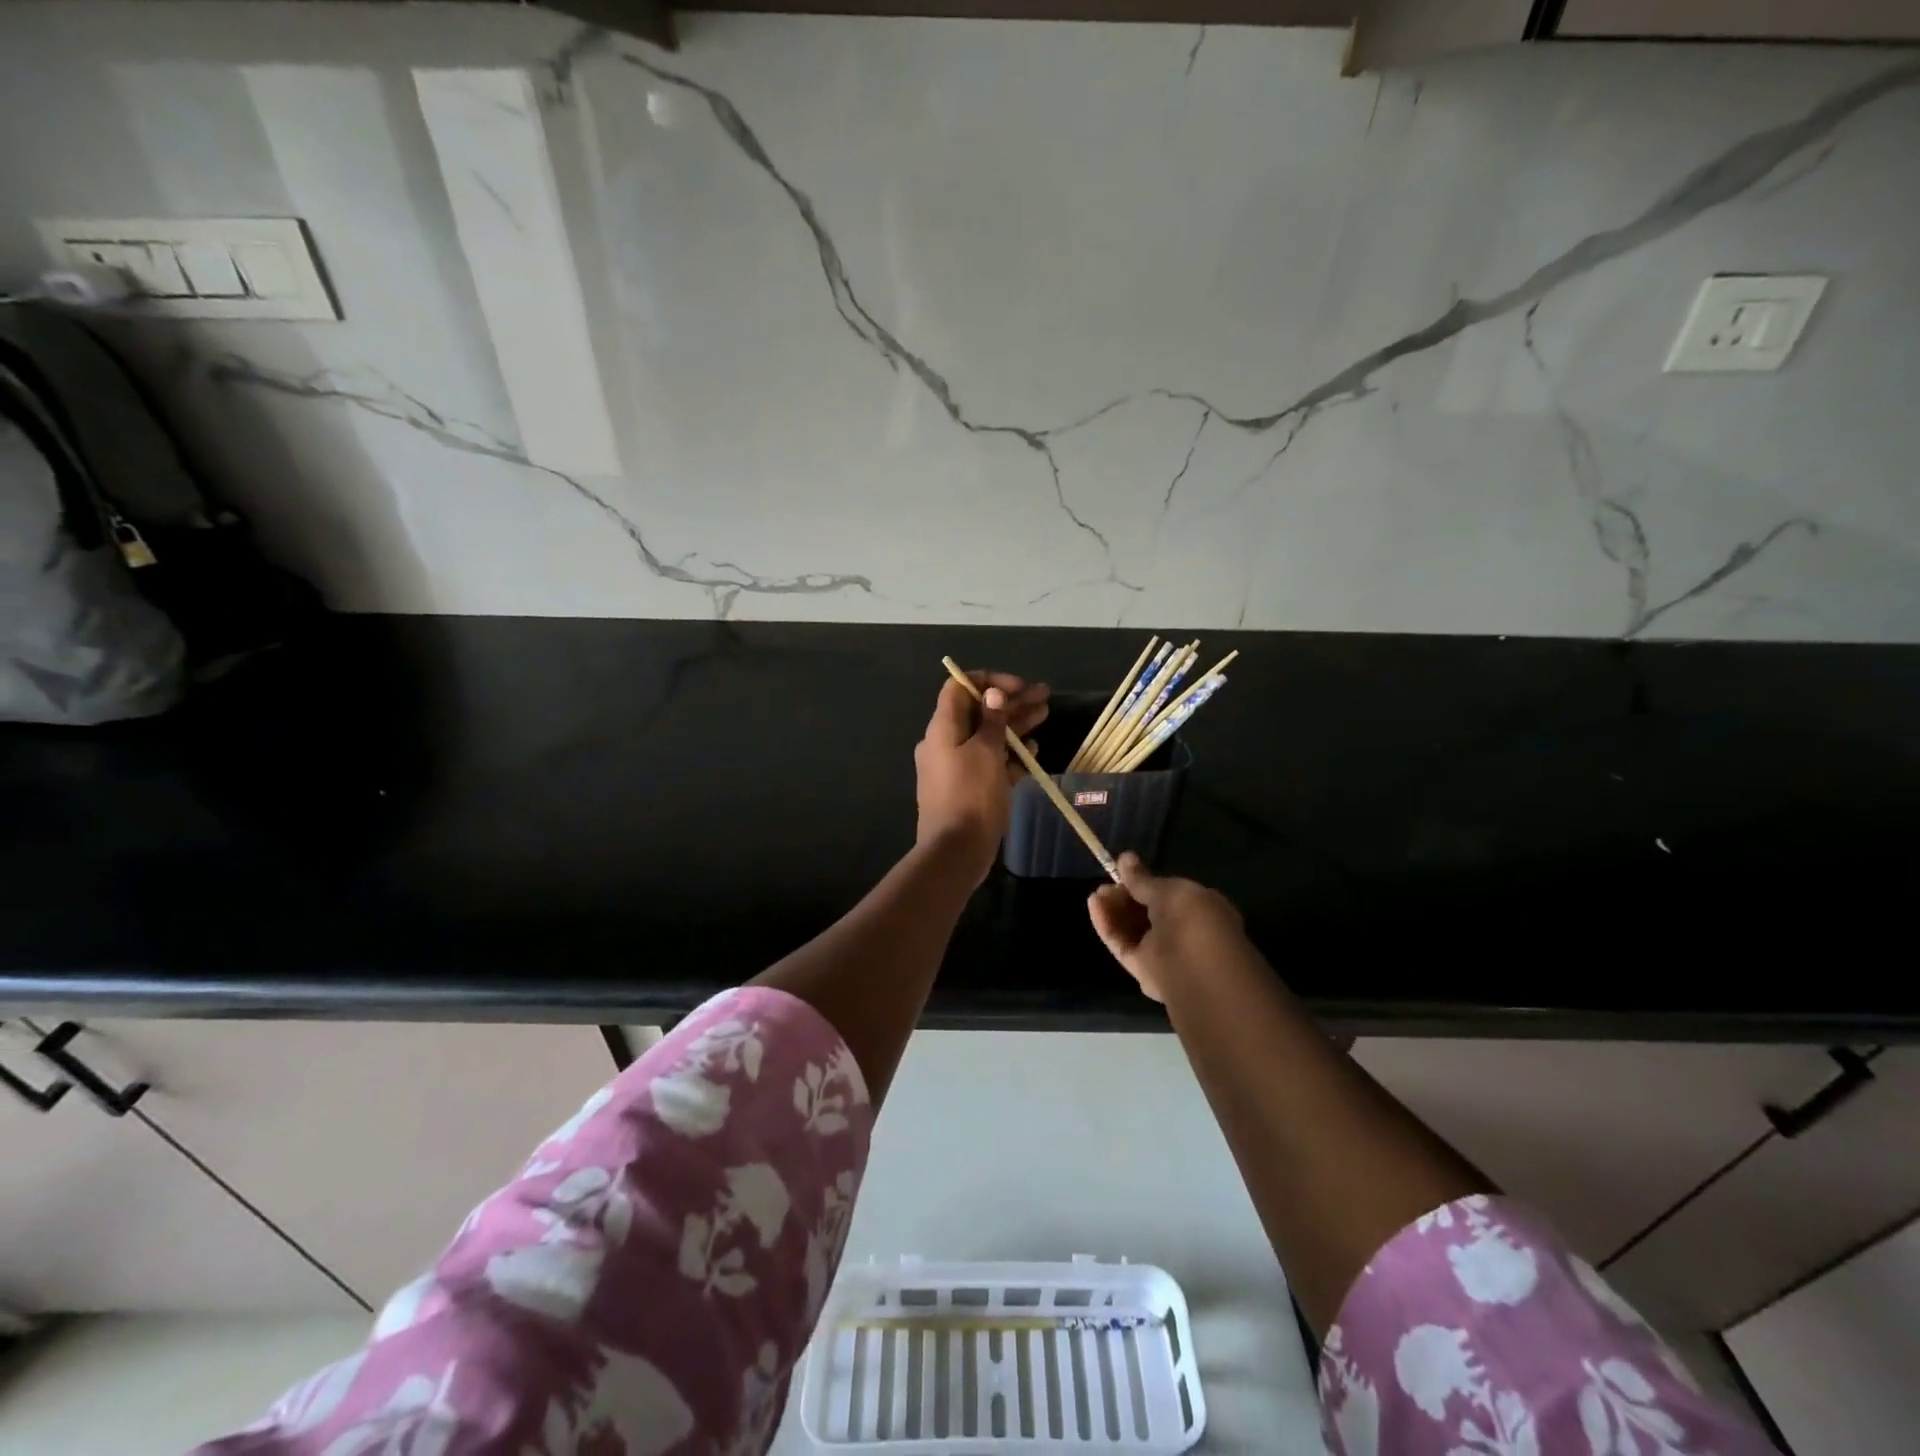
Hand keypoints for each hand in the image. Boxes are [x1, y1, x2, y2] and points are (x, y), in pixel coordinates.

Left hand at [914, 671, 1048, 882]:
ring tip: (1045, 714)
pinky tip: (1033, 750)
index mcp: (942, 728)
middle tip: (1044, 697)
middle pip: (978, 711)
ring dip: (1015, 724)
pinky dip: (1009, 753)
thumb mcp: (986, 752)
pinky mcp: (969, 787)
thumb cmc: (970, 796)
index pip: (959, 688)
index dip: (988, 681)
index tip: (1017, 686)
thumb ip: (992, 721)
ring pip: (988, 736)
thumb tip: (993, 694)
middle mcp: (946, 742)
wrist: (956, 851)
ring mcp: (956, 766)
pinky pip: (990, 762)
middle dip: (1010, 702)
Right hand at [1088, 853, 1247, 1002]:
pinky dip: (1109, 926)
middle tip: (1106, 885)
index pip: (1170, 895)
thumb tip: (1125, 857)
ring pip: (1134, 929)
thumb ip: (1143, 879)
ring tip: (1096, 894)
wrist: (1198, 976)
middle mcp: (1185, 932)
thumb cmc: (1194, 923)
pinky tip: (1094, 906)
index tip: (1123, 872)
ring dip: (1115, 911)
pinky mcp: (1144, 971)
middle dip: (1126, 897)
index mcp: (1202, 910)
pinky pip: (1124, 945)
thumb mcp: (1170, 892)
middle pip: (1148, 912)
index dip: (1146, 883)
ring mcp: (1164, 954)